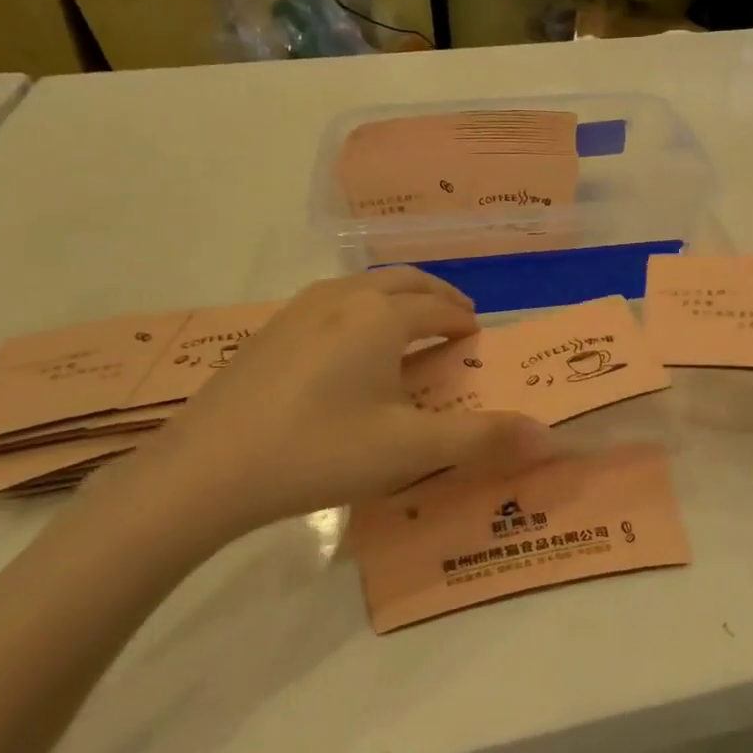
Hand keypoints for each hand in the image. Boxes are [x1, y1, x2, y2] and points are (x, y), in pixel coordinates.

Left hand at [111, 269, 546, 545]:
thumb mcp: (411, 450)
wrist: (203, 471)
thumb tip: (549, 436)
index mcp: (381, 317)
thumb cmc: (319, 452)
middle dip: (435, 294)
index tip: (477, 335)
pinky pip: (331, 302)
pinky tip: (348, 347)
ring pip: (362, 286)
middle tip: (454, 317)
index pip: (438, 307)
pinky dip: (360, 309)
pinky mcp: (268, 331)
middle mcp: (344, 299)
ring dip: (396, 296)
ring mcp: (299, 310)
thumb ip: (483, 438)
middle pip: (403, 281)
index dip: (463, 320)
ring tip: (407, 326)